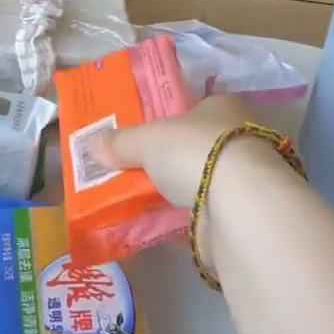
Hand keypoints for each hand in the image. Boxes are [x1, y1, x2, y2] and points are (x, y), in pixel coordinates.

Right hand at [88, 95, 283, 273]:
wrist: (240, 206)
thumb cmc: (197, 152)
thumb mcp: (148, 140)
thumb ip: (121, 142)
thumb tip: (91, 143)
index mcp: (223, 107)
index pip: (192, 108)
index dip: (166, 120)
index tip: (141, 136)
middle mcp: (238, 138)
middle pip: (193, 146)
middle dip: (166, 160)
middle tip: (131, 170)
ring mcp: (241, 178)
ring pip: (197, 181)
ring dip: (172, 192)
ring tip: (133, 201)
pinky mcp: (239, 214)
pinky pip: (199, 214)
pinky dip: (179, 220)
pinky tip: (153, 226)